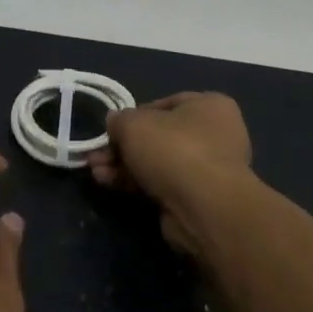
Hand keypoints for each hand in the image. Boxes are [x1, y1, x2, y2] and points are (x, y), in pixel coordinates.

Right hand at [87, 92, 252, 258]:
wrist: (203, 207)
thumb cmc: (174, 149)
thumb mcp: (134, 124)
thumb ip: (119, 120)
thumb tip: (115, 122)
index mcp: (210, 106)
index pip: (165, 104)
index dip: (134, 115)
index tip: (112, 129)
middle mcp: (216, 134)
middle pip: (158, 136)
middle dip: (122, 146)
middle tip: (96, 155)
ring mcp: (209, 169)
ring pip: (157, 162)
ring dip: (124, 166)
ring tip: (96, 171)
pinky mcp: (199, 199)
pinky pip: (162, 184)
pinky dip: (136, 183)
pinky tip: (109, 184)